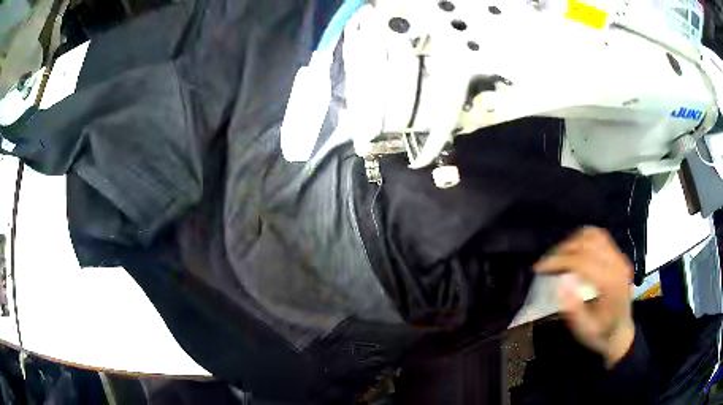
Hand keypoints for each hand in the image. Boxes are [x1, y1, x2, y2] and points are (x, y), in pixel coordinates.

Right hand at [534, 227, 634, 367]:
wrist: (621, 332)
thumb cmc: (601, 333)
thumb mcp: (585, 329)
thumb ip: (574, 309)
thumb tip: (561, 284)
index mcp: (610, 283)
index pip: (582, 261)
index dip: (559, 261)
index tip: (539, 268)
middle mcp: (617, 264)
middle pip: (587, 243)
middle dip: (563, 250)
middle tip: (546, 264)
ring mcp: (619, 257)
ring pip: (593, 235)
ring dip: (572, 242)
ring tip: (559, 256)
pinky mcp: (618, 256)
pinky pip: (600, 237)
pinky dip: (584, 239)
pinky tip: (574, 250)